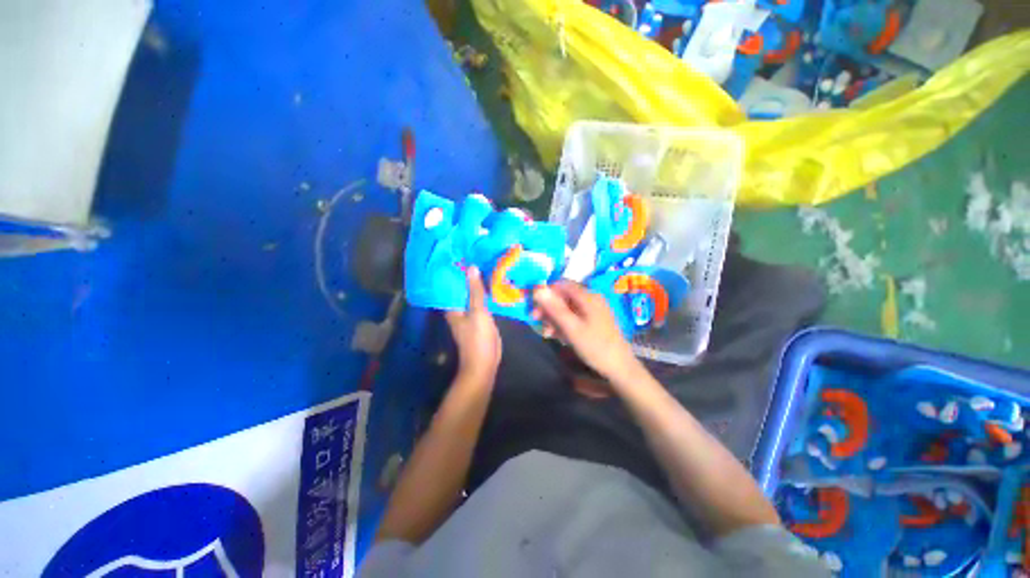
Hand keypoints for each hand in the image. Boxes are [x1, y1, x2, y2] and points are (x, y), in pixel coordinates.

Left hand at [446, 266, 501, 383]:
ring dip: (477, 284)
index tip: (460, 255)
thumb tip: (471, 267)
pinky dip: (484, 294)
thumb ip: (475, 291)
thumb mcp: (478, 312)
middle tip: (476, 256)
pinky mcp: (479, 318)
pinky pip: (480, 303)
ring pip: (472, 295)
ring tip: (485, 265)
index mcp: (452, 307)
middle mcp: (458, 309)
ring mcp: (469, 314)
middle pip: (462, 289)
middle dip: (468, 275)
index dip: (454, 271)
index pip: (450, 285)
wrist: (485, 362)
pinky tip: (492, 284)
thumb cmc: (477, 337)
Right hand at [532, 281, 639, 384]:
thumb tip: (537, 289)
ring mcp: (593, 310)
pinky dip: (564, 323)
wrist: (620, 368)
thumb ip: (554, 308)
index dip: (546, 293)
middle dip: (549, 308)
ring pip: (567, 307)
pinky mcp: (594, 320)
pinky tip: (559, 336)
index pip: (562, 284)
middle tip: (537, 321)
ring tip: (548, 333)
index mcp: (588, 297)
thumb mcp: (571, 328)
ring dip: (555, 318)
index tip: (535, 307)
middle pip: (564, 296)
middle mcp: (591, 299)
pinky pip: (574, 316)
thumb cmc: (595, 347)